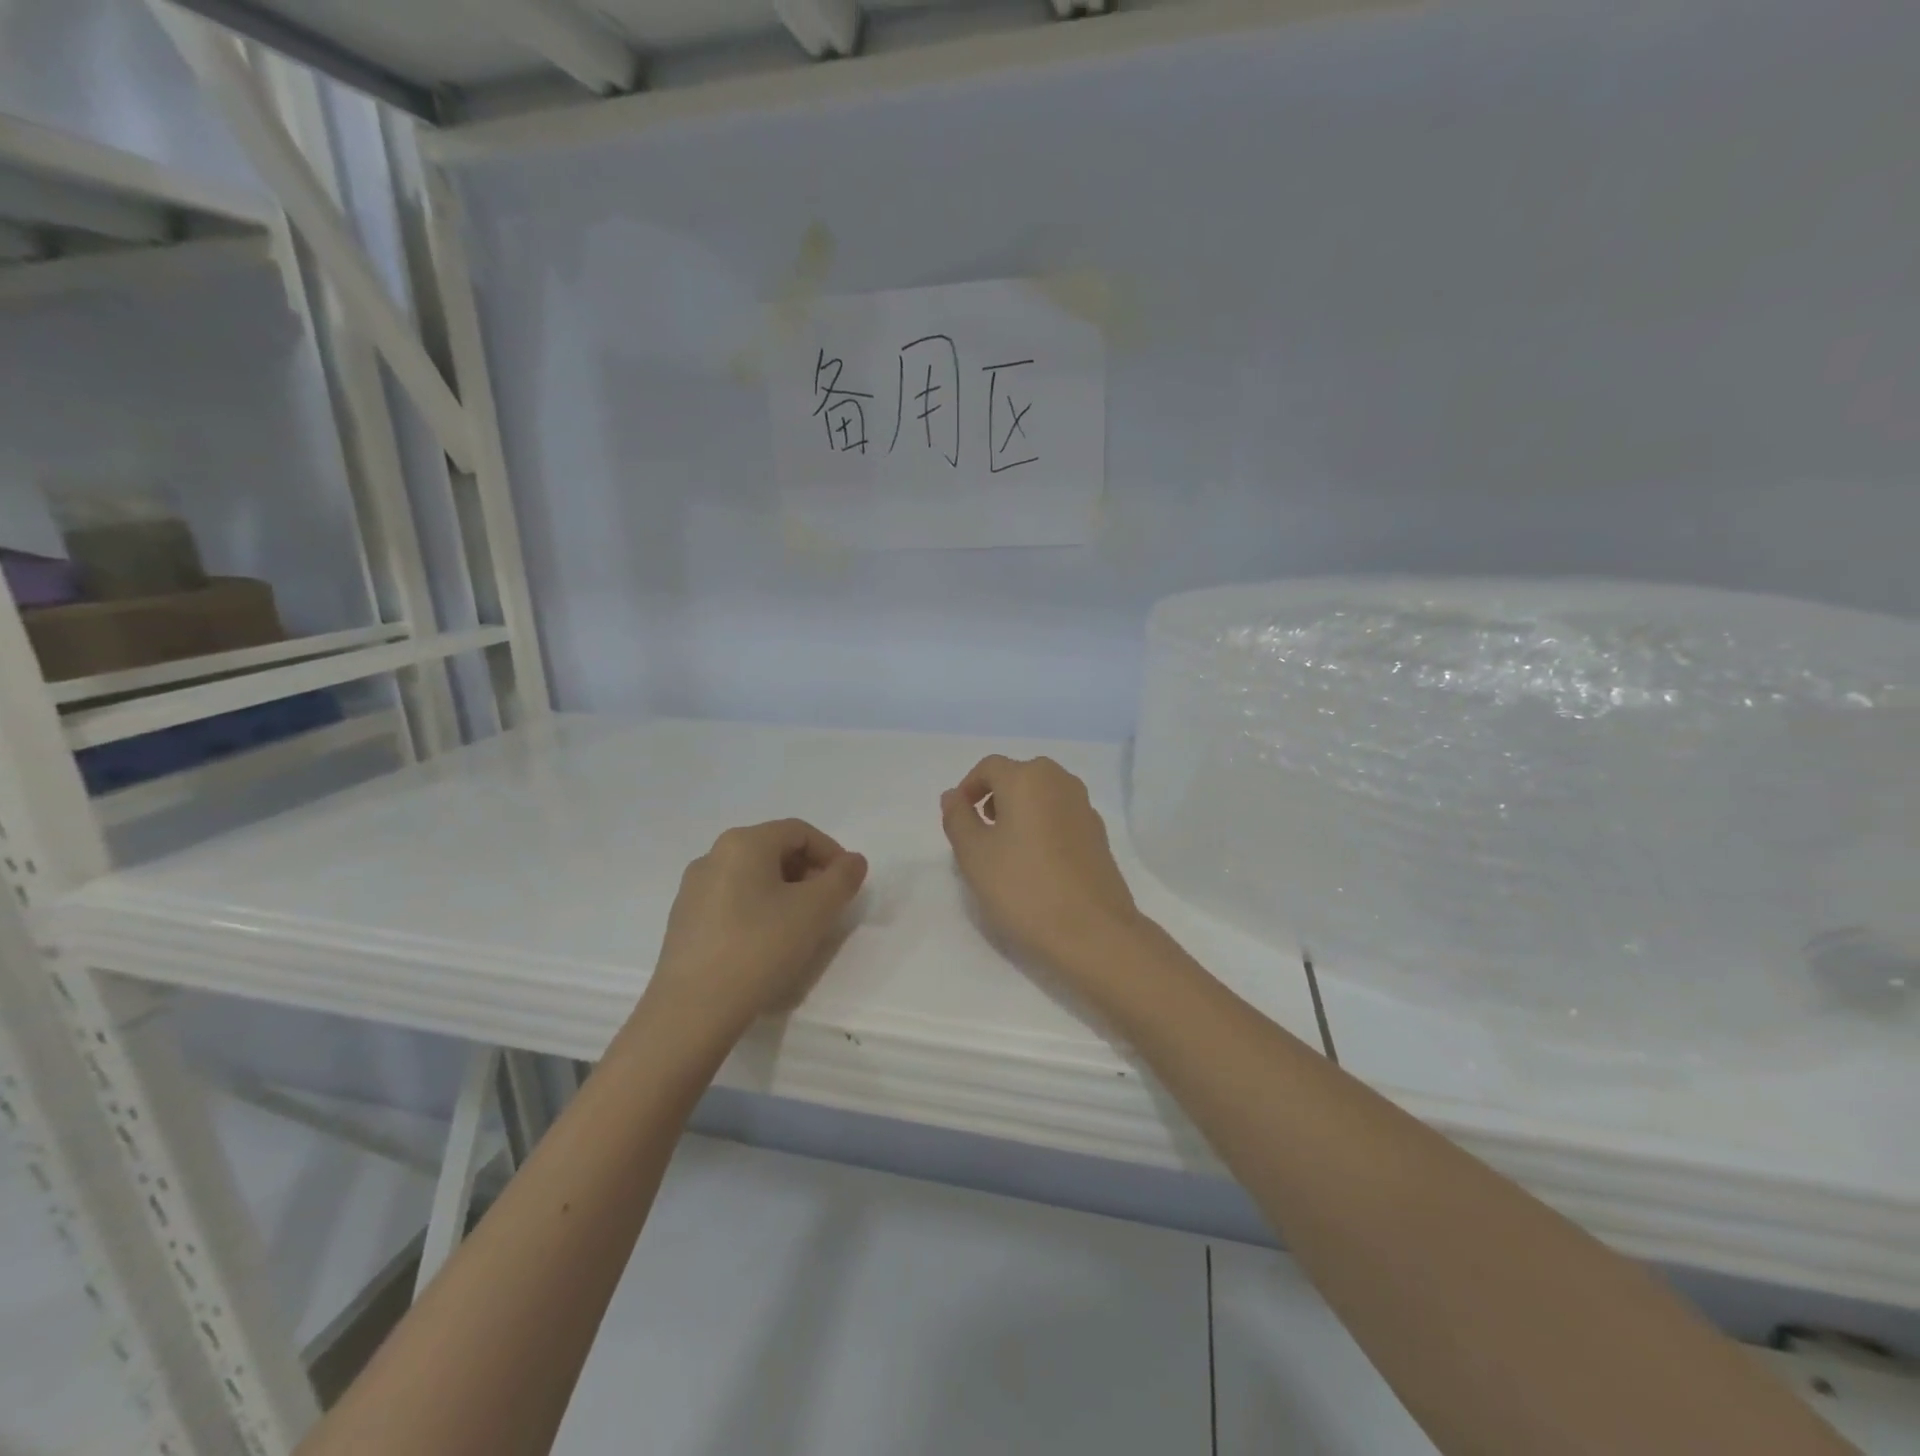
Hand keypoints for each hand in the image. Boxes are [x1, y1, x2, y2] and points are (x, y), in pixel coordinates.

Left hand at [649, 819, 867, 1031]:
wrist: (692, 1010)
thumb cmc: (760, 948)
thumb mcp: (816, 910)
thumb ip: (842, 878)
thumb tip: (852, 861)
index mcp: (743, 843)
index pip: (799, 832)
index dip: (831, 853)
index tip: (848, 885)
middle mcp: (713, 856)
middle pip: (774, 850)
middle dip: (808, 873)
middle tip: (828, 906)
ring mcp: (693, 889)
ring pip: (752, 877)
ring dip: (784, 893)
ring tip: (799, 927)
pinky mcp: (684, 921)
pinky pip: (731, 901)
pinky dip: (758, 910)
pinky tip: (765, 944)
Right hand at [940, 756, 1141, 977]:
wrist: (1093, 932)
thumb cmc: (1023, 888)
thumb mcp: (974, 855)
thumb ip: (958, 818)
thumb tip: (953, 795)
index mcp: (1028, 778)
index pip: (989, 767)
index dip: (968, 787)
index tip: (958, 818)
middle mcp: (1060, 782)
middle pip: (1020, 776)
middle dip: (995, 797)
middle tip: (981, 833)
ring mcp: (1085, 807)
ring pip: (1043, 795)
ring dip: (1021, 811)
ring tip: (1007, 850)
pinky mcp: (1099, 834)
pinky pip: (1062, 816)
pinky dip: (1044, 826)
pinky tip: (1037, 863)